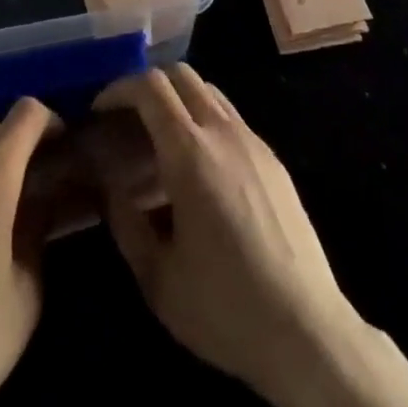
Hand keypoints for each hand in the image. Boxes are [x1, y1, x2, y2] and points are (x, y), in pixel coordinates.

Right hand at [92, 66, 407, 406]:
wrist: (307, 331)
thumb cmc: (224, 307)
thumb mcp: (157, 278)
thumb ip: (125, 224)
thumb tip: (110, 188)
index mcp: (190, 153)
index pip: (150, 87)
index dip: (119, 89)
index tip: (100, 110)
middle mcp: (223, 132)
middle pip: (181, 75)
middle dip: (147, 86)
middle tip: (126, 118)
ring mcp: (253, 141)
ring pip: (209, 91)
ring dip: (178, 100)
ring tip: (159, 140)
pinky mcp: (273, 159)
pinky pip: (230, 117)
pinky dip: (204, 120)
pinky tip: (198, 168)